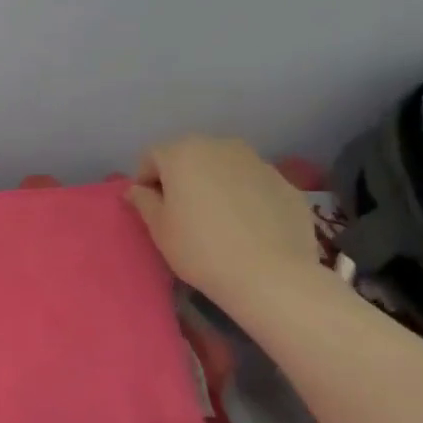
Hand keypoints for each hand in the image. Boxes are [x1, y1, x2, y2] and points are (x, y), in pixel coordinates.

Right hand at [126, 136, 320, 312]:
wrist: (271, 275)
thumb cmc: (200, 249)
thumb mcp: (159, 228)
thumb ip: (143, 201)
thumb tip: (137, 190)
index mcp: (183, 153)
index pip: (152, 156)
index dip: (145, 181)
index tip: (150, 208)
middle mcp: (220, 147)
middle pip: (190, 156)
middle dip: (181, 178)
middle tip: (181, 212)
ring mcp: (258, 162)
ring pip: (224, 167)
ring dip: (214, 184)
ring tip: (217, 219)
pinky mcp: (286, 183)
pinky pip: (253, 184)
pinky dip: (245, 197)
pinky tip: (248, 227)